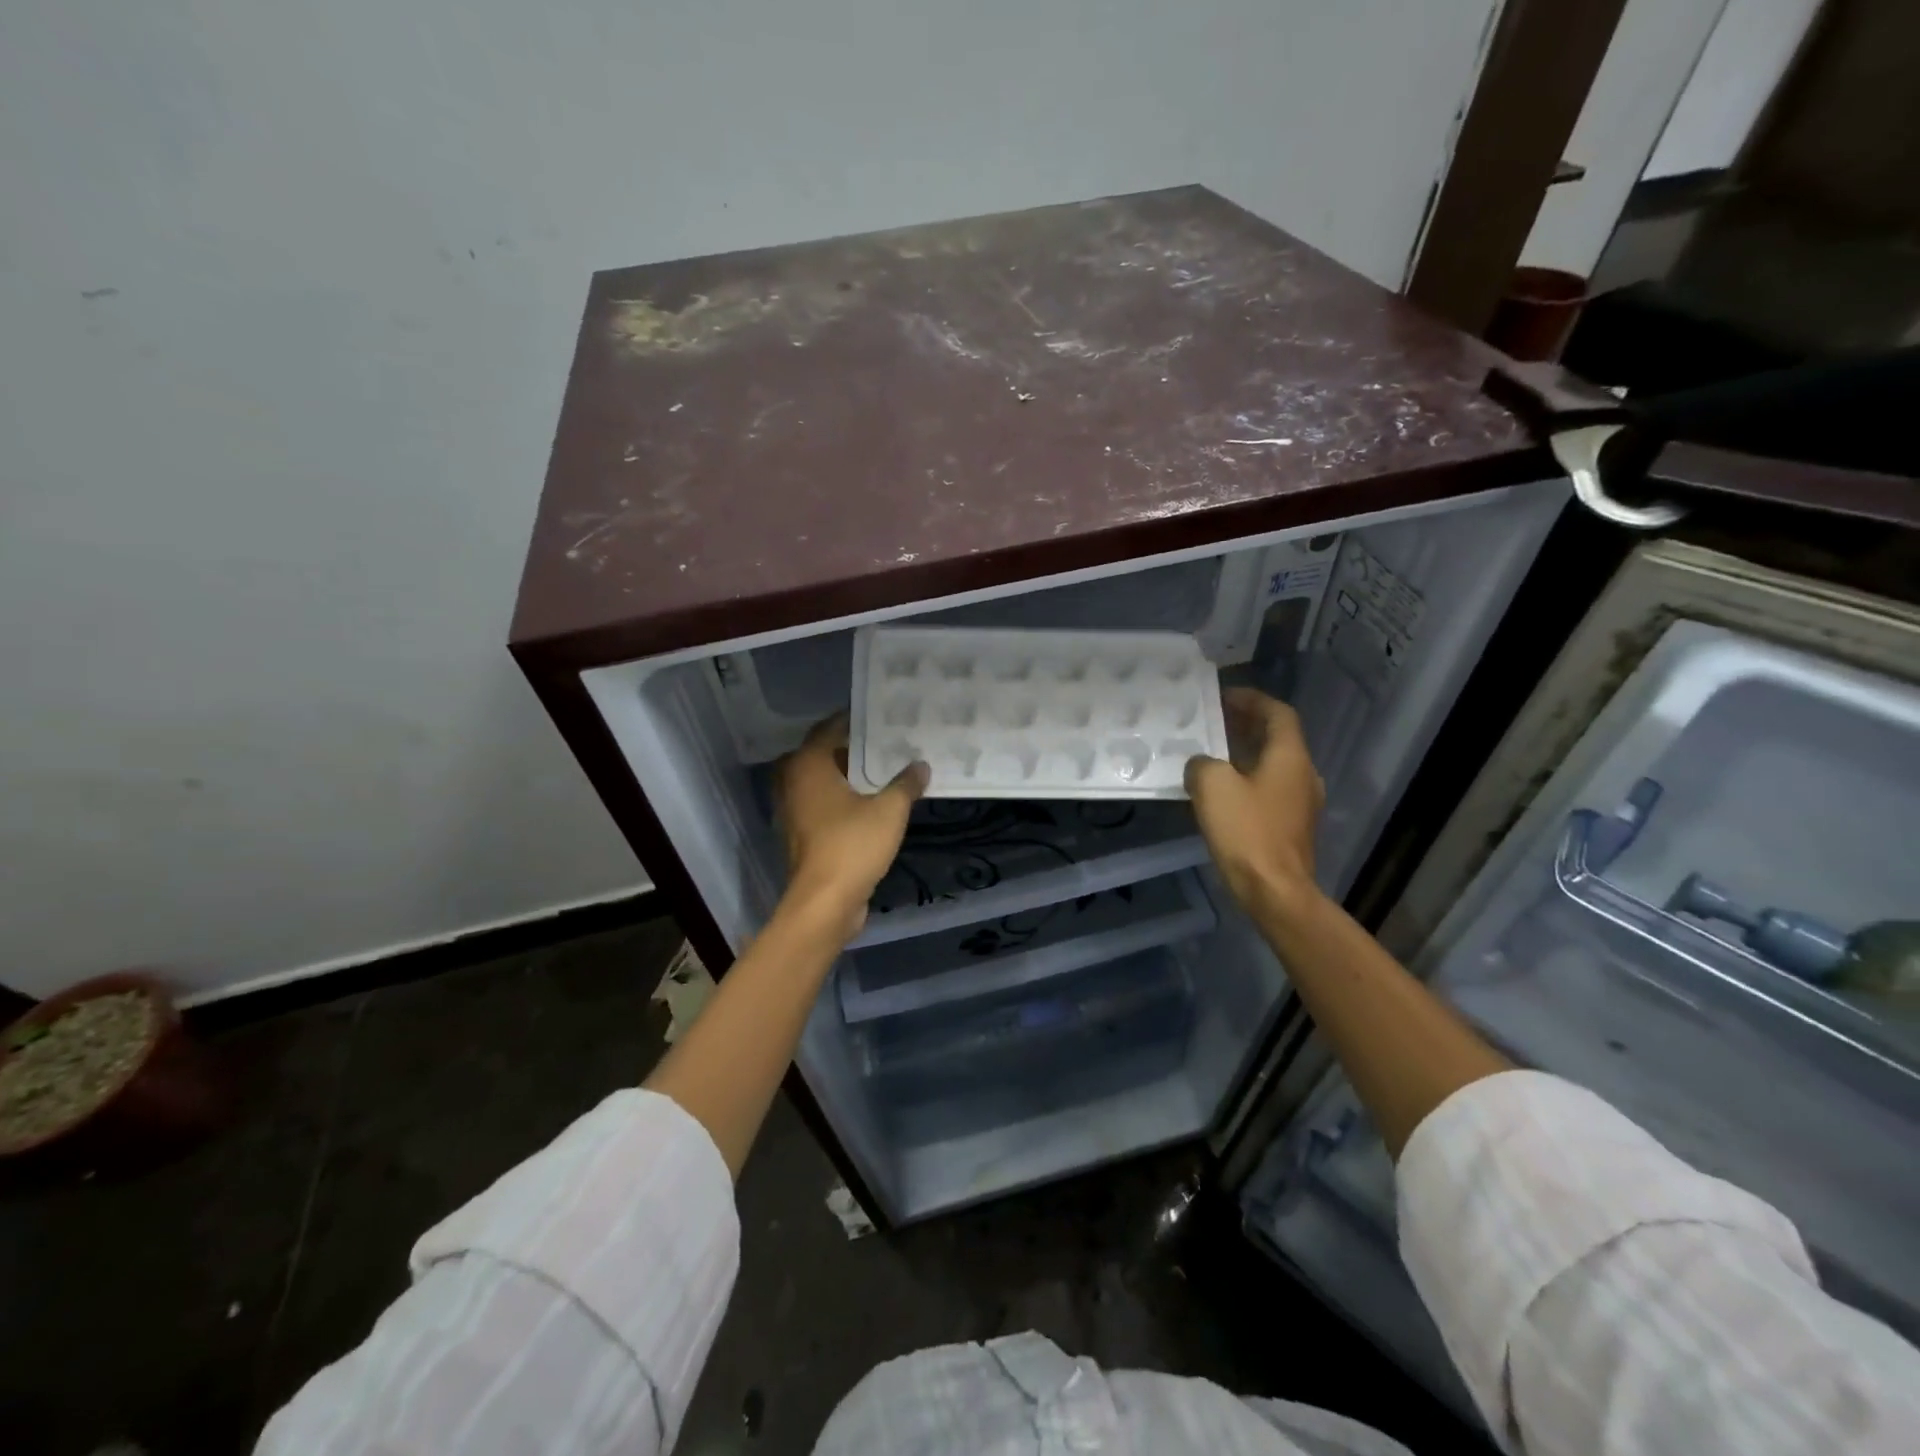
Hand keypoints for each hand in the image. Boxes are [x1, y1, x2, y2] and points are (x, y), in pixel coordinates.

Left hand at [774, 715, 928, 938]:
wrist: (825, 902)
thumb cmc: (853, 845)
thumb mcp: (889, 810)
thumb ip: (906, 784)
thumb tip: (921, 765)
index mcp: (808, 765)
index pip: (828, 728)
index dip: (853, 720)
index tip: (878, 715)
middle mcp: (793, 782)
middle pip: (823, 754)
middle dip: (851, 747)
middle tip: (885, 741)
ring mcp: (794, 810)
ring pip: (821, 781)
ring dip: (847, 774)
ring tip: (883, 769)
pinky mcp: (801, 834)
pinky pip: (822, 803)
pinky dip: (841, 798)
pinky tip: (872, 801)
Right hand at [1184, 688, 1325, 915]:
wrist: (1275, 891)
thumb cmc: (1247, 831)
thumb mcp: (1212, 786)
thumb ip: (1202, 764)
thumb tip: (1201, 764)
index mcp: (1290, 757)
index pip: (1278, 713)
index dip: (1252, 700)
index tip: (1223, 696)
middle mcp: (1303, 774)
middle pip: (1277, 738)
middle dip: (1246, 725)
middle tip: (1213, 721)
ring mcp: (1301, 803)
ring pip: (1273, 765)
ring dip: (1246, 753)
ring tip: (1211, 753)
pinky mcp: (1292, 827)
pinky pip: (1269, 789)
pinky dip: (1248, 779)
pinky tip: (1221, 791)